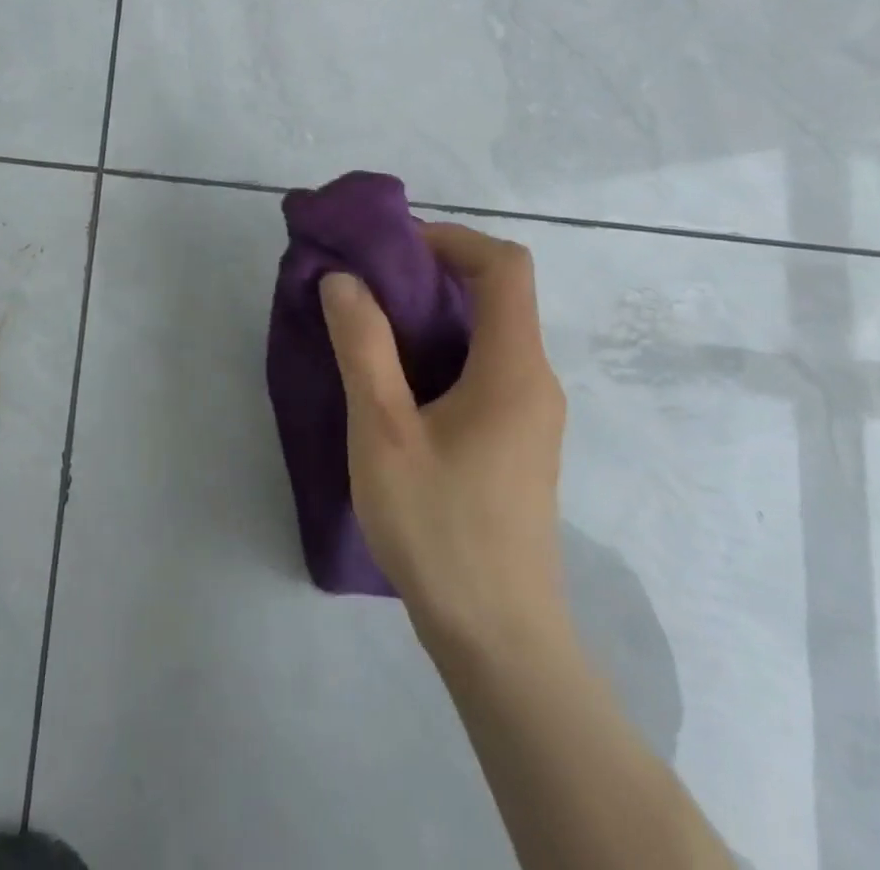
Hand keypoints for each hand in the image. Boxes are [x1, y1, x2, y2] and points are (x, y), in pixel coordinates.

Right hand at [319, 224, 566, 650]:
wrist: (498, 641)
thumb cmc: (439, 528)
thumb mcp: (383, 431)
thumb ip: (363, 346)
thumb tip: (344, 279)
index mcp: (514, 368)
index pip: (504, 266)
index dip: (451, 239)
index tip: (392, 249)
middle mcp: (534, 381)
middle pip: (496, 296)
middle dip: (430, 275)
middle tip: (365, 286)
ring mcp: (530, 415)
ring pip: (486, 334)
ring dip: (431, 316)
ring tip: (368, 329)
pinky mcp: (516, 443)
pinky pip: (483, 370)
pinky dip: (440, 353)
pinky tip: (394, 385)